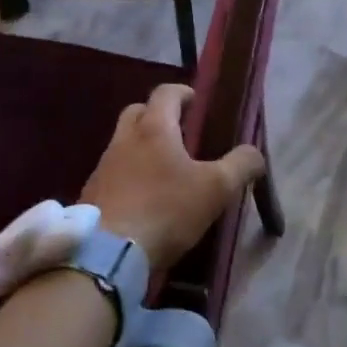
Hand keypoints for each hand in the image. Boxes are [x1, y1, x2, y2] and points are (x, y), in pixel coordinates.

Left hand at [81, 84, 264, 269]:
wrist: (107, 253)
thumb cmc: (166, 210)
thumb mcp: (216, 189)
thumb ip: (241, 165)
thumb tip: (255, 153)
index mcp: (154, 128)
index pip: (166, 93)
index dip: (184, 93)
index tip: (198, 104)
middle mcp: (124, 139)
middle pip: (138, 112)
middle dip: (158, 115)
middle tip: (180, 134)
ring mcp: (103, 166)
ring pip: (123, 143)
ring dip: (142, 147)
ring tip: (165, 171)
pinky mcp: (91, 193)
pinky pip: (113, 172)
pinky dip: (129, 175)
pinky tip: (144, 199)